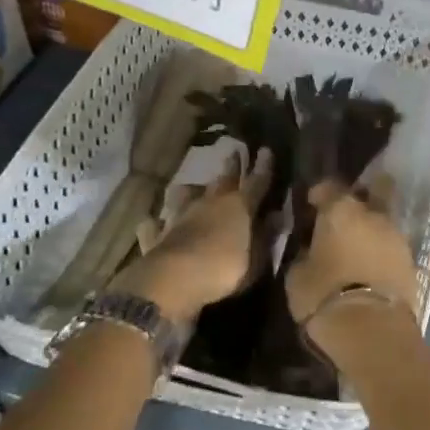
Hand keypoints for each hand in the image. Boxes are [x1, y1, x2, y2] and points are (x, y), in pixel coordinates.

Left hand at [114, 149, 271, 320]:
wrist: (174, 280)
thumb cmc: (225, 269)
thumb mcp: (258, 257)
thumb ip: (267, 235)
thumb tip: (277, 215)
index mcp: (239, 206)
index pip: (256, 181)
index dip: (263, 167)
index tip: (266, 149)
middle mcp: (210, 203)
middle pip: (223, 180)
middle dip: (231, 166)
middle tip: (233, 152)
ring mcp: (181, 216)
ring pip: (185, 195)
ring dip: (190, 190)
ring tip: (191, 187)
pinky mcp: (158, 235)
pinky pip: (155, 225)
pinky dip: (156, 223)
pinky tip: (152, 222)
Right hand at [284, 180, 419, 333]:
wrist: (373, 330)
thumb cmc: (325, 296)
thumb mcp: (297, 276)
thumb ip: (304, 254)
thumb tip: (309, 249)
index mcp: (342, 210)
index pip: (329, 186)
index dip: (318, 193)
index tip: (311, 205)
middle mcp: (374, 214)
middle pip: (373, 190)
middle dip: (361, 196)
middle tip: (345, 215)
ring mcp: (397, 236)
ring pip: (384, 219)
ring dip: (372, 227)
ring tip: (357, 246)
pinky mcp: (411, 260)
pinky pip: (392, 246)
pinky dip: (382, 250)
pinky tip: (370, 264)